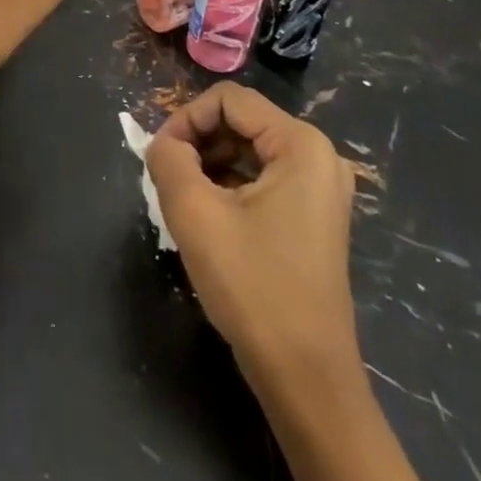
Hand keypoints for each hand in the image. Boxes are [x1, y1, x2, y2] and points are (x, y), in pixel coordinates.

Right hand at [145, 83, 357, 384]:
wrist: (306, 380)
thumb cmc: (253, 287)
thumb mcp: (195, 214)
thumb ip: (168, 159)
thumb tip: (162, 144)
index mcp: (300, 144)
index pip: (227, 100)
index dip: (186, 119)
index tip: (159, 157)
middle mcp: (318, 155)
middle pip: (240, 122)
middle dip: (198, 144)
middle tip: (167, 180)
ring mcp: (320, 188)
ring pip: (248, 151)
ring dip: (210, 166)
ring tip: (184, 202)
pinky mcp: (314, 216)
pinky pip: (262, 178)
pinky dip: (230, 187)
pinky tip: (209, 220)